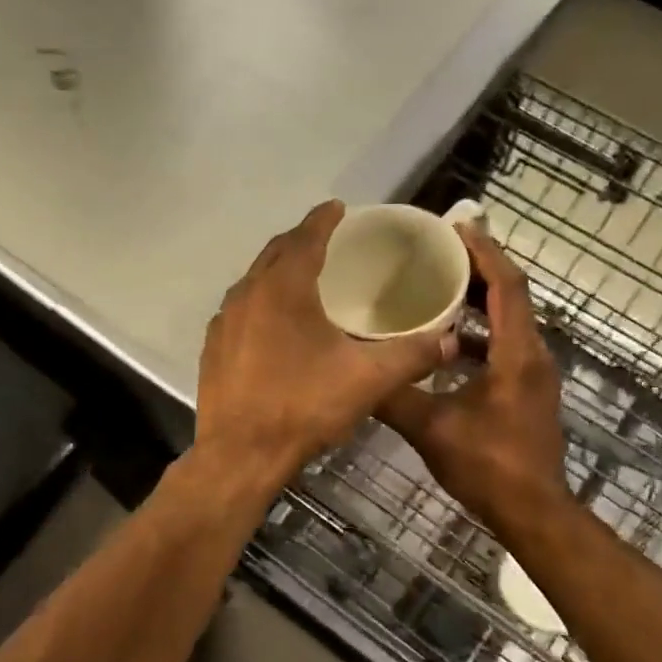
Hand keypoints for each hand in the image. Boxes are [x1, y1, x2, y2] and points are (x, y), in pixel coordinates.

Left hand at [195, 201, 455, 489]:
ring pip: (254, 281)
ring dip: (278, 270)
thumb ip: (411, 355)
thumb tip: (448, 340)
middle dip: (300, 240)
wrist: (241, 454)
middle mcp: (247, 294)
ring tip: (302, 276)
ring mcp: (224, 322)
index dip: (324, 219)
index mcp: (284, 289)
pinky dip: (261, 302)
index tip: (338, 207)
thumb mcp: (368, 380)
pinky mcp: (214, 348)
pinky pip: (240, 309)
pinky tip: (274, 323)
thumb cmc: (304, 406)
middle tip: (325, 239)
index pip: (305, 237)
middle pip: (276, 253)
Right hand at [377, 224, 570, 530]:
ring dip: (478, 301)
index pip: (507, 286)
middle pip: (511, 296)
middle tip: (439, 250)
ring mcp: (533, 375)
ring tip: (437, 286)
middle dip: (479, 268)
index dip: (484, 252)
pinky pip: (504, 346)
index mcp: (517, 354)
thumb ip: (392, 396)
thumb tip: (352, 374)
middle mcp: (533, 356)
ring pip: (508, 322)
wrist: (532, 511)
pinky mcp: (527, 392)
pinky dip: (478, 333)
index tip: (456, 227)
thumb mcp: (431, 428)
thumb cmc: (487, 465)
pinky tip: (443, 342)